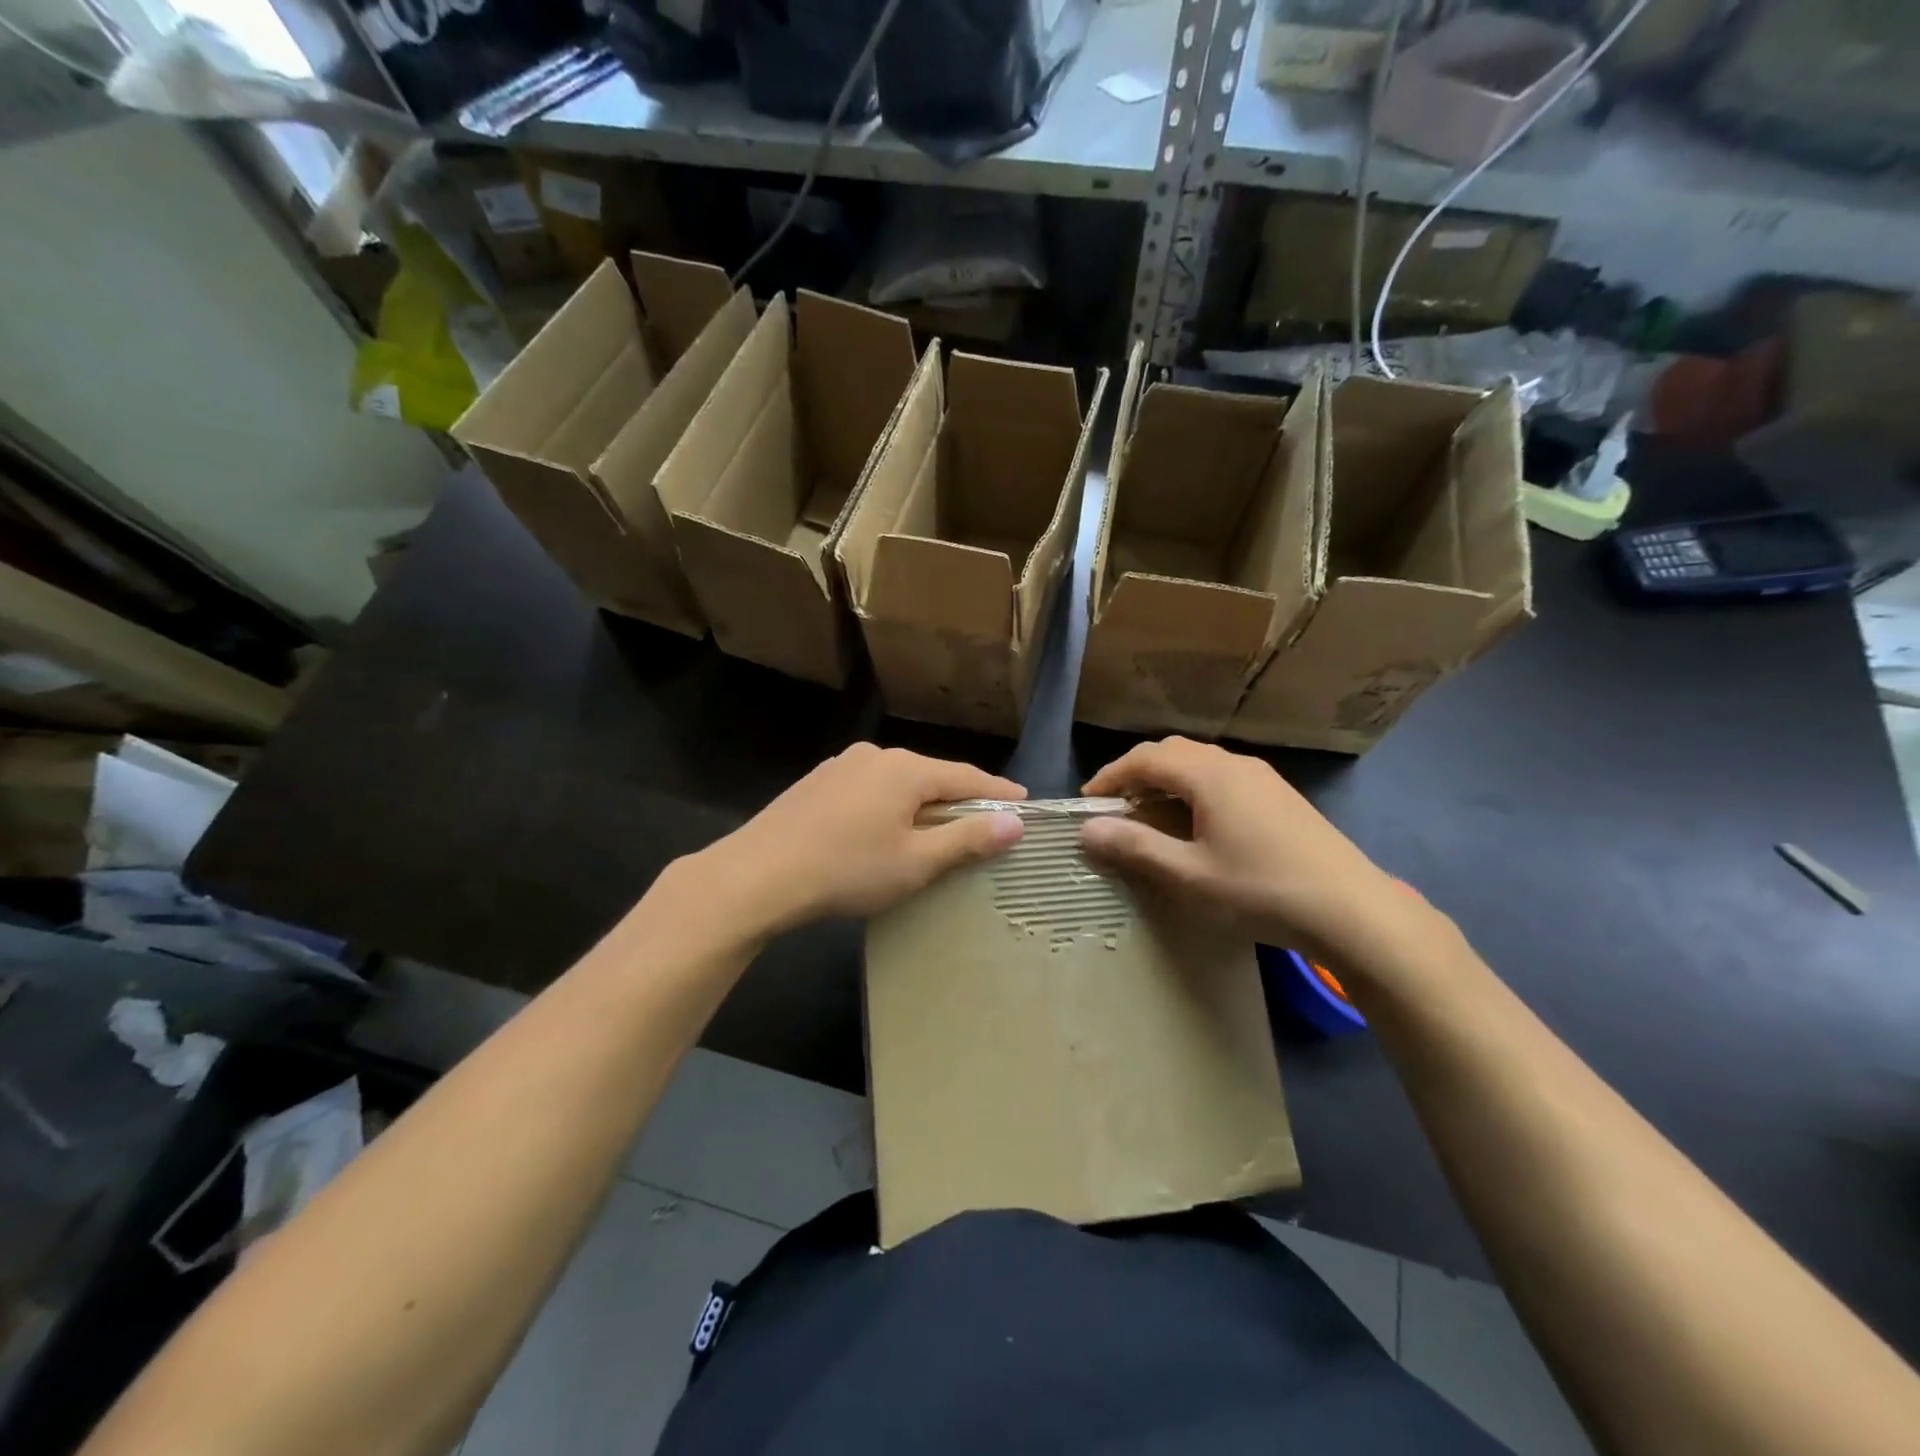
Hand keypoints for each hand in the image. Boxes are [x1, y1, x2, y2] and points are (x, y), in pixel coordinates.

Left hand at [694, 744, 1025, 933]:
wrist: (759, 875)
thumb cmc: (848, 870)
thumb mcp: (916, 862)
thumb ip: (968, 839)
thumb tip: (1015, 822)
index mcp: (906, 769)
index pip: (967, 777)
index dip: (999, 792)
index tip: (1025, 803)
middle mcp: (876, 756)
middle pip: (932, 776)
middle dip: (960, 799)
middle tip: (985, 823)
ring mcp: (842, 766)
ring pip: (898, 782)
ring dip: (922, 804)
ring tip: (936, 829)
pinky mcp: (818, 782)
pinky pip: (870, 789)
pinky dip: (890, 806)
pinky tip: (884, 829)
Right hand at [1080, 737, 1411, 964]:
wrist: (1352, 909)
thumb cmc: (1261, 890)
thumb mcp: (1189, 875)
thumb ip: (1136, 847)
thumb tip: (1088, 829)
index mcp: (1209, 775)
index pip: (1145, 758)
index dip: (1111, 776)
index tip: (1087, 802)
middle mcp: (1235, 764)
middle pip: (1173, 751)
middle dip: (1137, 773)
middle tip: (1115, 806)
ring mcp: (1263, 778)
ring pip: (1201, 763)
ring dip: (1167, 780)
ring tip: (1149, 813)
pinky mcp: (1280, 796)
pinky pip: (1223, 777)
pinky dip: (1194, 789)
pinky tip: (1196, 822)